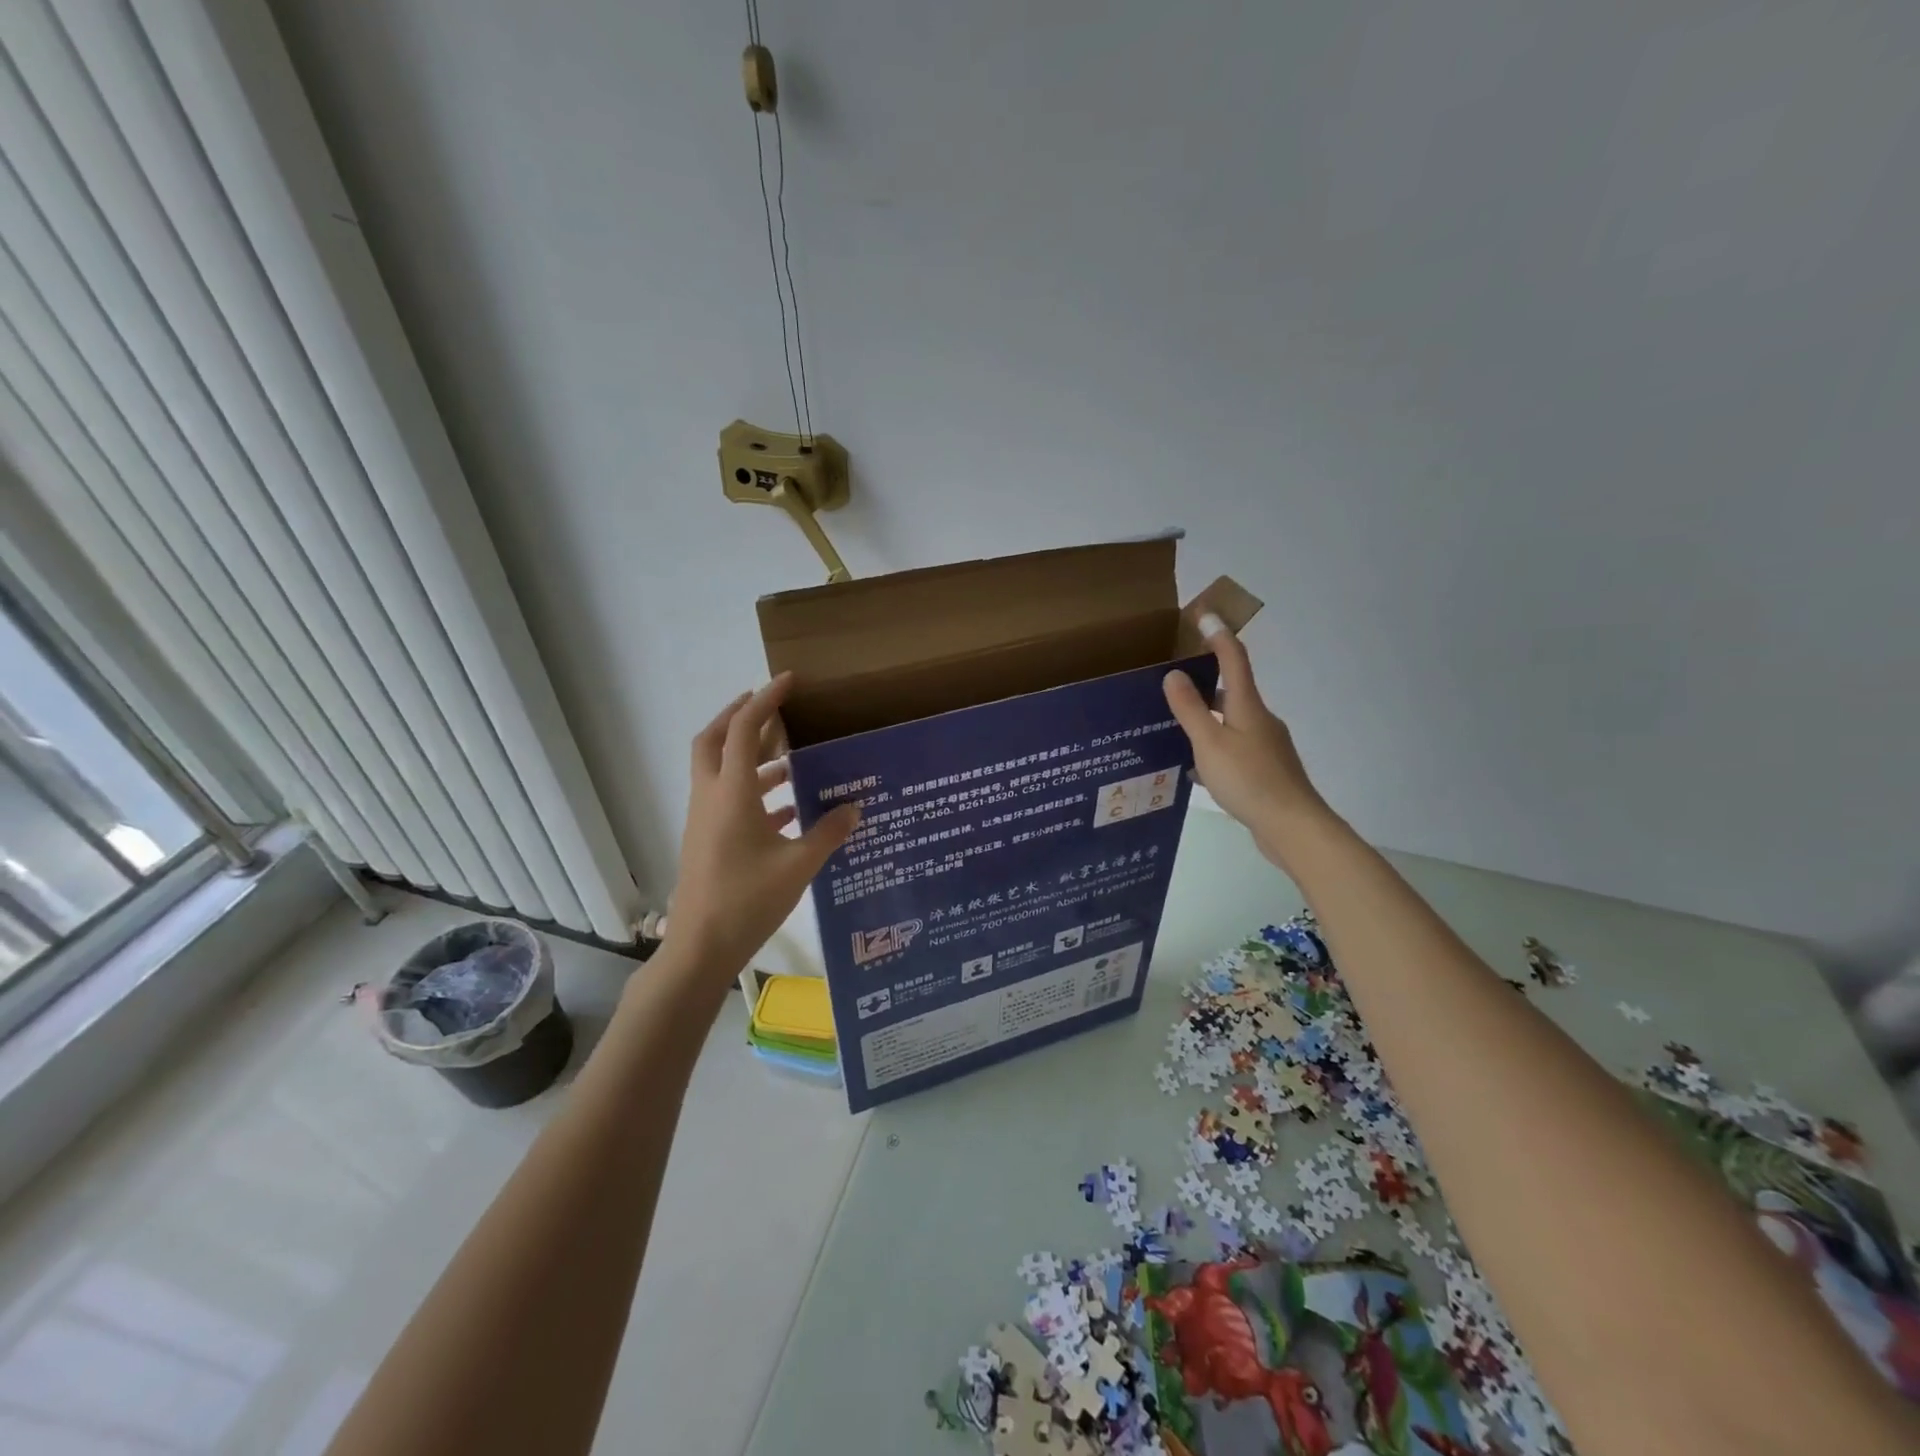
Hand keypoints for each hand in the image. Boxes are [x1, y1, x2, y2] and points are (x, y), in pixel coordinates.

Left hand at [663, 675, 860, 981]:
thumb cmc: (747, 901)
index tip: (788, 681)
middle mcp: (711, 797)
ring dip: (749, 756)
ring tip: (790, 758)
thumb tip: (856, 807)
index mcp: (731, 794)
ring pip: (720, 770)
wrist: (700, 948)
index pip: (742, 731)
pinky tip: (787, 808)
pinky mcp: (706, 840)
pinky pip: (727, 799)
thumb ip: (828, 832)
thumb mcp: (798, 866)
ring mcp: (704, 819)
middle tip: (772, 707)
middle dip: (739, 716)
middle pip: (714, 740)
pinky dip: (752, 791)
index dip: (764, 701)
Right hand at [1163, 615, 1330, 866]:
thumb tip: (1174, 673)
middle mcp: (1260, 720)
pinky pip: (1233, 748)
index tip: (1204, 613)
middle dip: (1205, 682)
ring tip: (1173, 726)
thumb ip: (1190, 709)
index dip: (1219, 635)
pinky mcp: (1265, 771)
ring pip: (1230, 722)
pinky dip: (1213, 748)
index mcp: (1248, 707)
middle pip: (1232, 691)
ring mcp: (1265, 746)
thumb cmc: (1250, 780)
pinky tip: (1193, 768)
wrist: (1293, 827)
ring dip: (1206, 719)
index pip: (1234, 660)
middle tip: (1172, 681)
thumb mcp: (1210, 744)